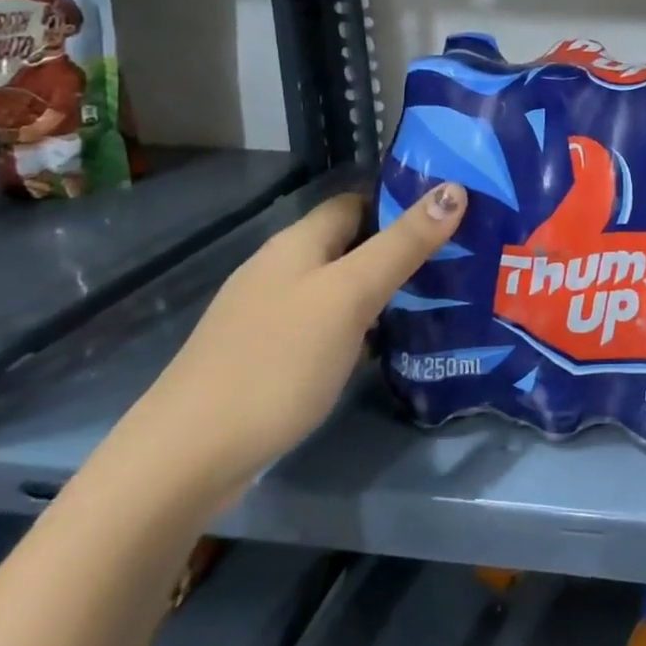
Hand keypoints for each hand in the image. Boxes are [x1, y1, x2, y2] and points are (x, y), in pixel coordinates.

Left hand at [125, 182, 467, 496]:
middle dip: (401, 250)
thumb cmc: (278, 361)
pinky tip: (386, 347)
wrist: (187, 457)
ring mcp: (269, 316)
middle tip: (459, 262)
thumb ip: (403, 244)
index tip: (454, 216)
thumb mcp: (351, 295)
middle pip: (351, 245)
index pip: (357, 201)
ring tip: (438, 302)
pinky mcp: (268, 357)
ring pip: (340, 288)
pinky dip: (359, 328)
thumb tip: (454, 189)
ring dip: (383, 291)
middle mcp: (281, 270)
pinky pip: (326, 326)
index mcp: (298, 243)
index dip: (402, 203)